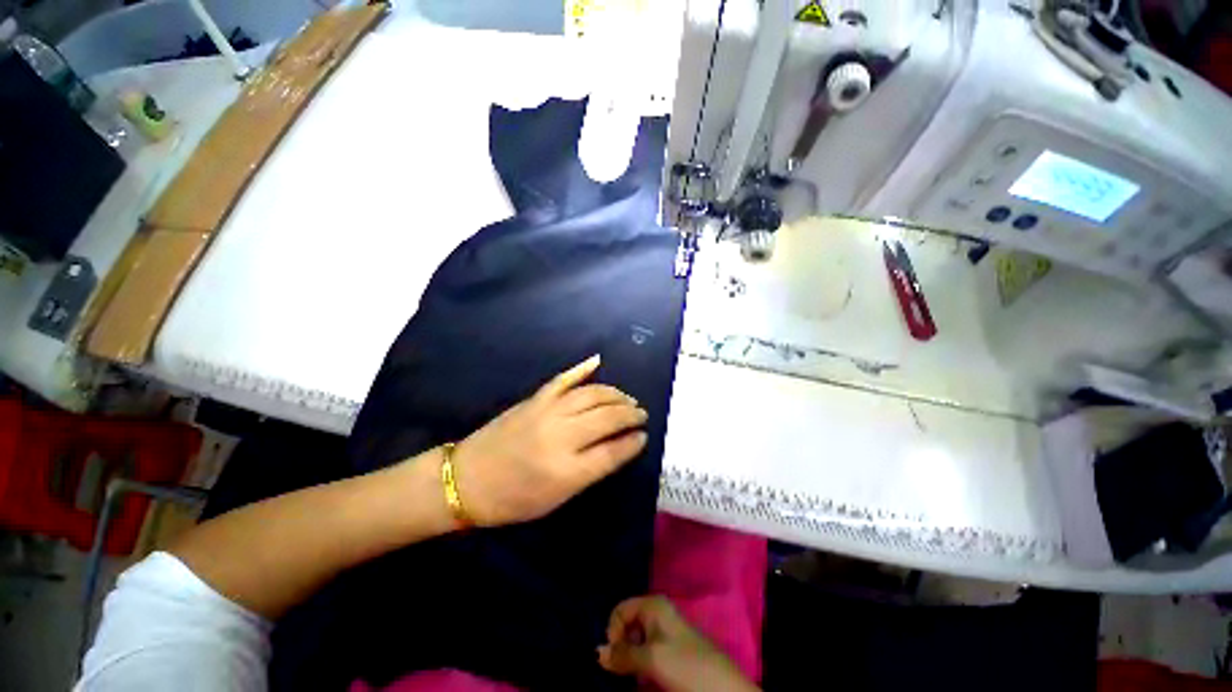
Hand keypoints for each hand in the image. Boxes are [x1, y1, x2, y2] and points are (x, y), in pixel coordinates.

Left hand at [453, 355, 647, 526]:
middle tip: (642, 413)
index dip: (633, 442)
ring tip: (627, 398)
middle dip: (630, 414)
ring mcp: (547, 412)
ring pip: (592, 394)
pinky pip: (563, 379)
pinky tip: (597, 361)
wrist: (467, 479)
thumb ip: (590, 471)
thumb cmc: (513, 499)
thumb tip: (618, 448)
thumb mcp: (557, 498)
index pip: (613, 452)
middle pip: (607, 418)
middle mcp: (561, 437)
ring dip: (615, 394)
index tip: (644, 436)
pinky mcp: (535, 399)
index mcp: (567, 471)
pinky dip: (582, 368)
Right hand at [599, 596, 759, 691]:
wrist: (724, 689)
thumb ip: (622, 654)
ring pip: (636, 640)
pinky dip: (640, 662)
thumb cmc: (685, 665)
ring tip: (631, 675)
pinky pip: (647, 651)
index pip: (620, 609)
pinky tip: (642, 677)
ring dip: (629, 657)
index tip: (615, 656)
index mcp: (653, 605)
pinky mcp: (672, 651)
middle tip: (621, 669)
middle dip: (620, 645)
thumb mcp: (651, 659)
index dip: (613, 632)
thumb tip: (595, 652)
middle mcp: (658, 613)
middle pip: (627, 624)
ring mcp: (666, 632)